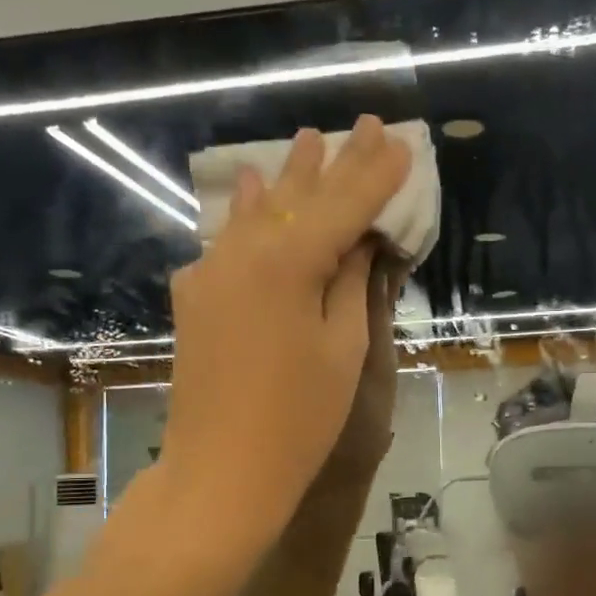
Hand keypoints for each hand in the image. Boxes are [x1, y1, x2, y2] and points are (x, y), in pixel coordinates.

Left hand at [163, 115, 410, 524]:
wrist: (221, 471)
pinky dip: (247, 213)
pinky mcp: (195, 297)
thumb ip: (350, 283)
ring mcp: (210, 273)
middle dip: (333, 162)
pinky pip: (228, 240)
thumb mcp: (342, 349)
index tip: (400, 142)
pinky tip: (251, 189)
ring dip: (287, 178)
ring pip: (257, 212)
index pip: (343, 205)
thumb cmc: (299, 419)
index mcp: (287, 263)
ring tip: (307, 140)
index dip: (375, 175)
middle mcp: (242, 253)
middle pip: (298, 198)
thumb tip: (358, 240)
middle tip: (360, 124)